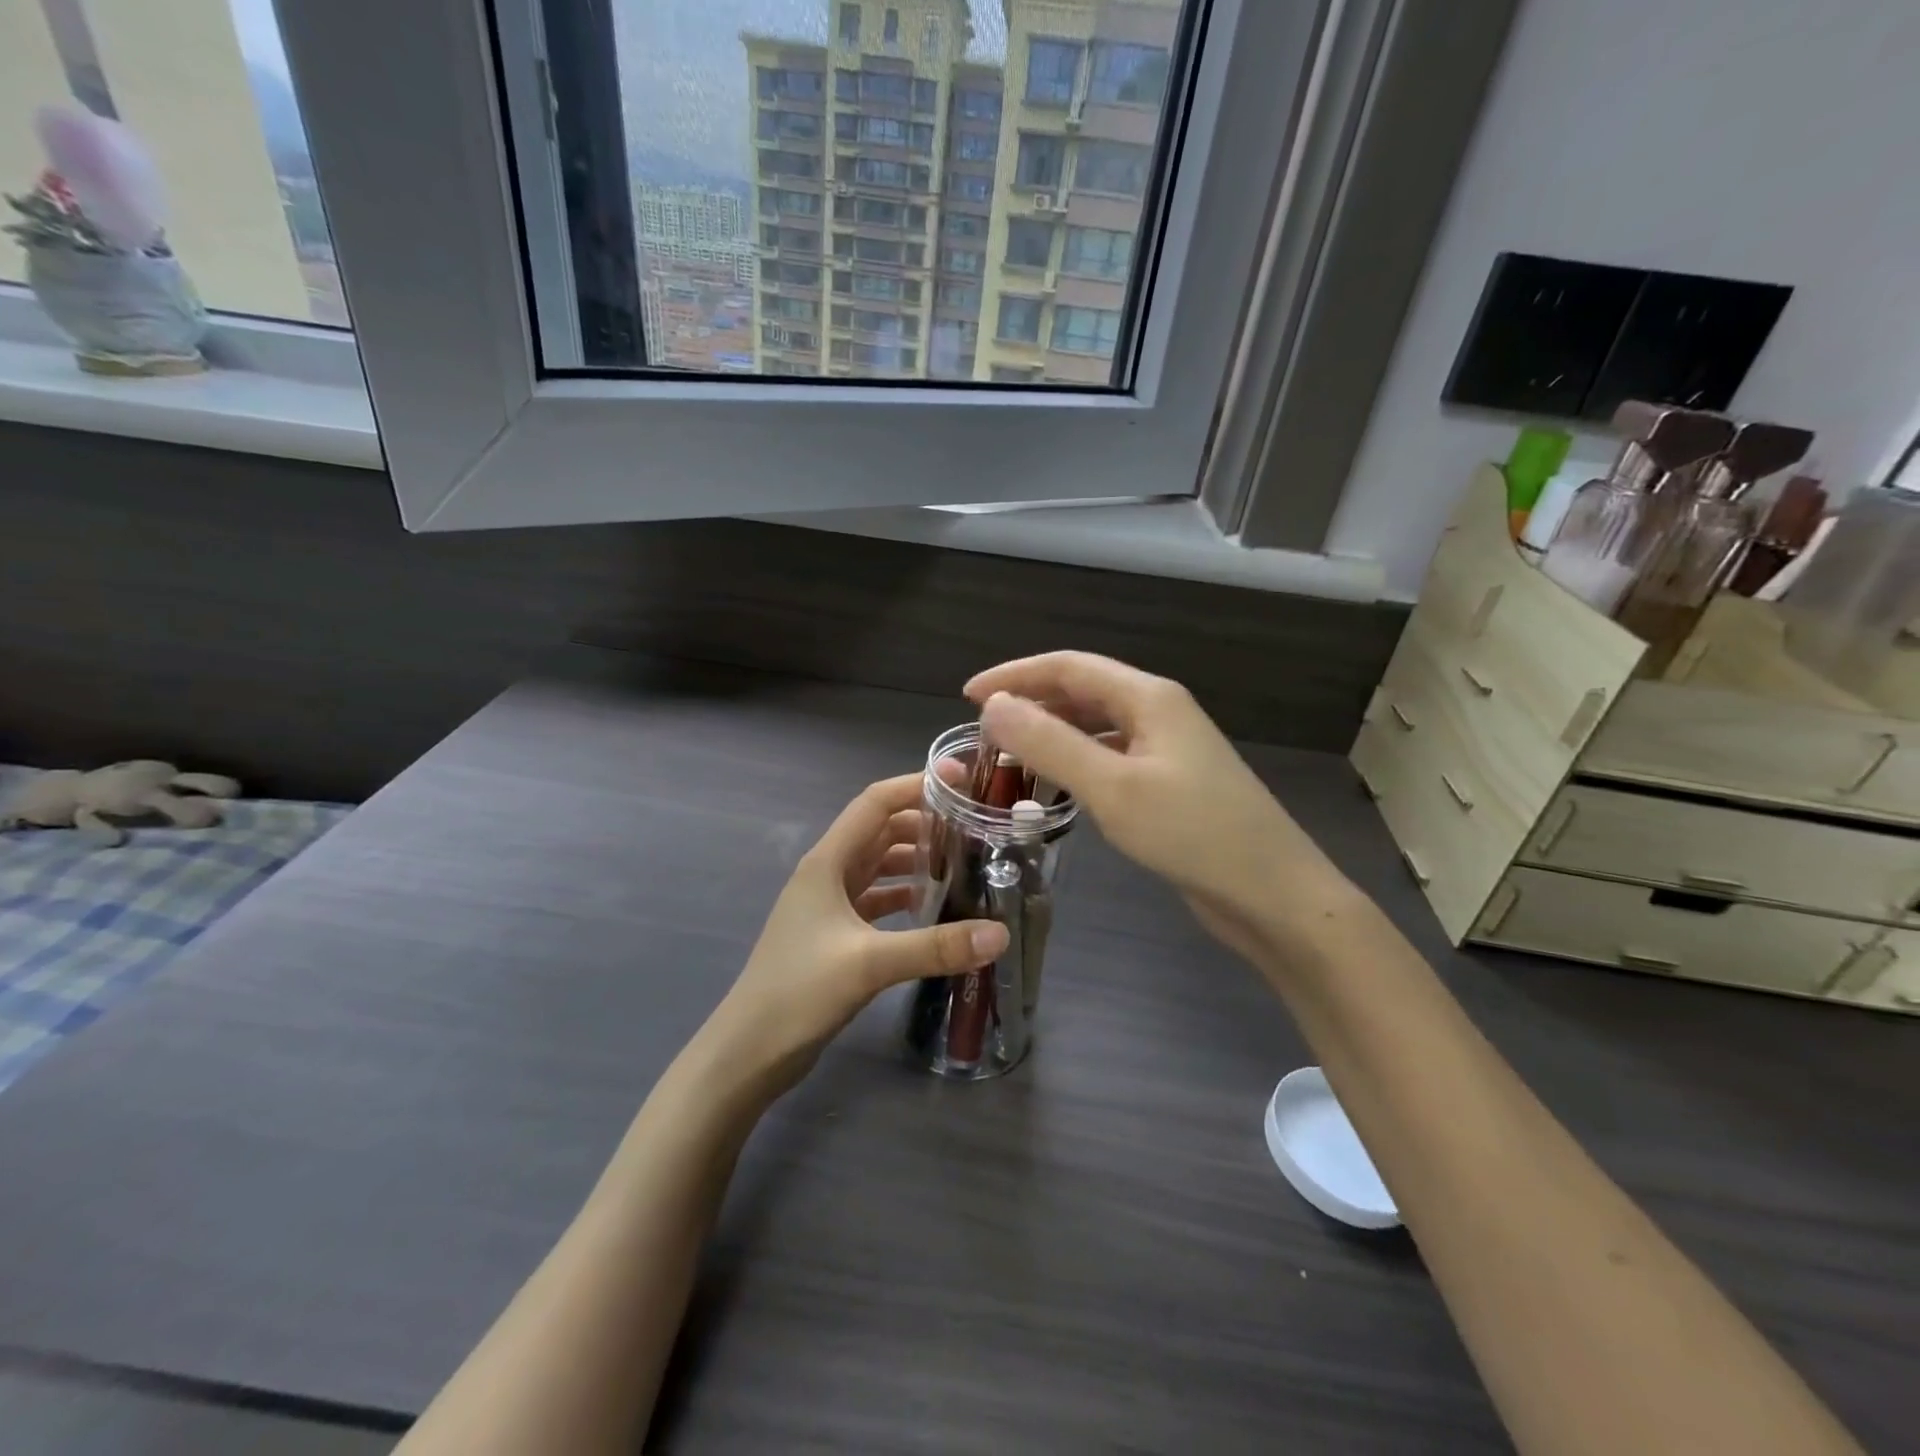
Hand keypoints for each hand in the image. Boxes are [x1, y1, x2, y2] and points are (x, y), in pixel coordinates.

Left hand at [707, 772, 1008, 1096]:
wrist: (749, 1052)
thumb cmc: (799, 992)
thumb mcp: (869, 964)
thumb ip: (935, 946)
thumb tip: (1000, 933)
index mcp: (828, 862)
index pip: (875, 803)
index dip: (915, 785)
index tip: (961, 780)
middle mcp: (828, 873)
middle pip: (881, 831)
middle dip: (925, 822)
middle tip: (976, 826)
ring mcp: (830, 904)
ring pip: (880, 866)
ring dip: (917, 860)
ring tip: (965, 862)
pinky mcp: (835, 934)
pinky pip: (877, 899)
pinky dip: (905, 896)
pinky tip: (935, 908)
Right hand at [965, 652, 1349, 957]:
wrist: (1273, 895)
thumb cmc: (1193, 834)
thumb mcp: (1112, 787)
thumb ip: (1050, 744)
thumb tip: (993, 707)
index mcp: (1149, 697)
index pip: (1068, 667)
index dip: (1015, 676)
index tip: (966, 697)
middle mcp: (1159, 712)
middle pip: (1083, 691)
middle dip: (1031, 702)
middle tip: (982, 731)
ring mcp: (1168, 749)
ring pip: (1096, 725)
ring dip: (1052, 732)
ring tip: (1009, 754)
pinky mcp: (1170, 783)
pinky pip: (1110, 757)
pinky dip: (1075, 762)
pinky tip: (1055, 786)